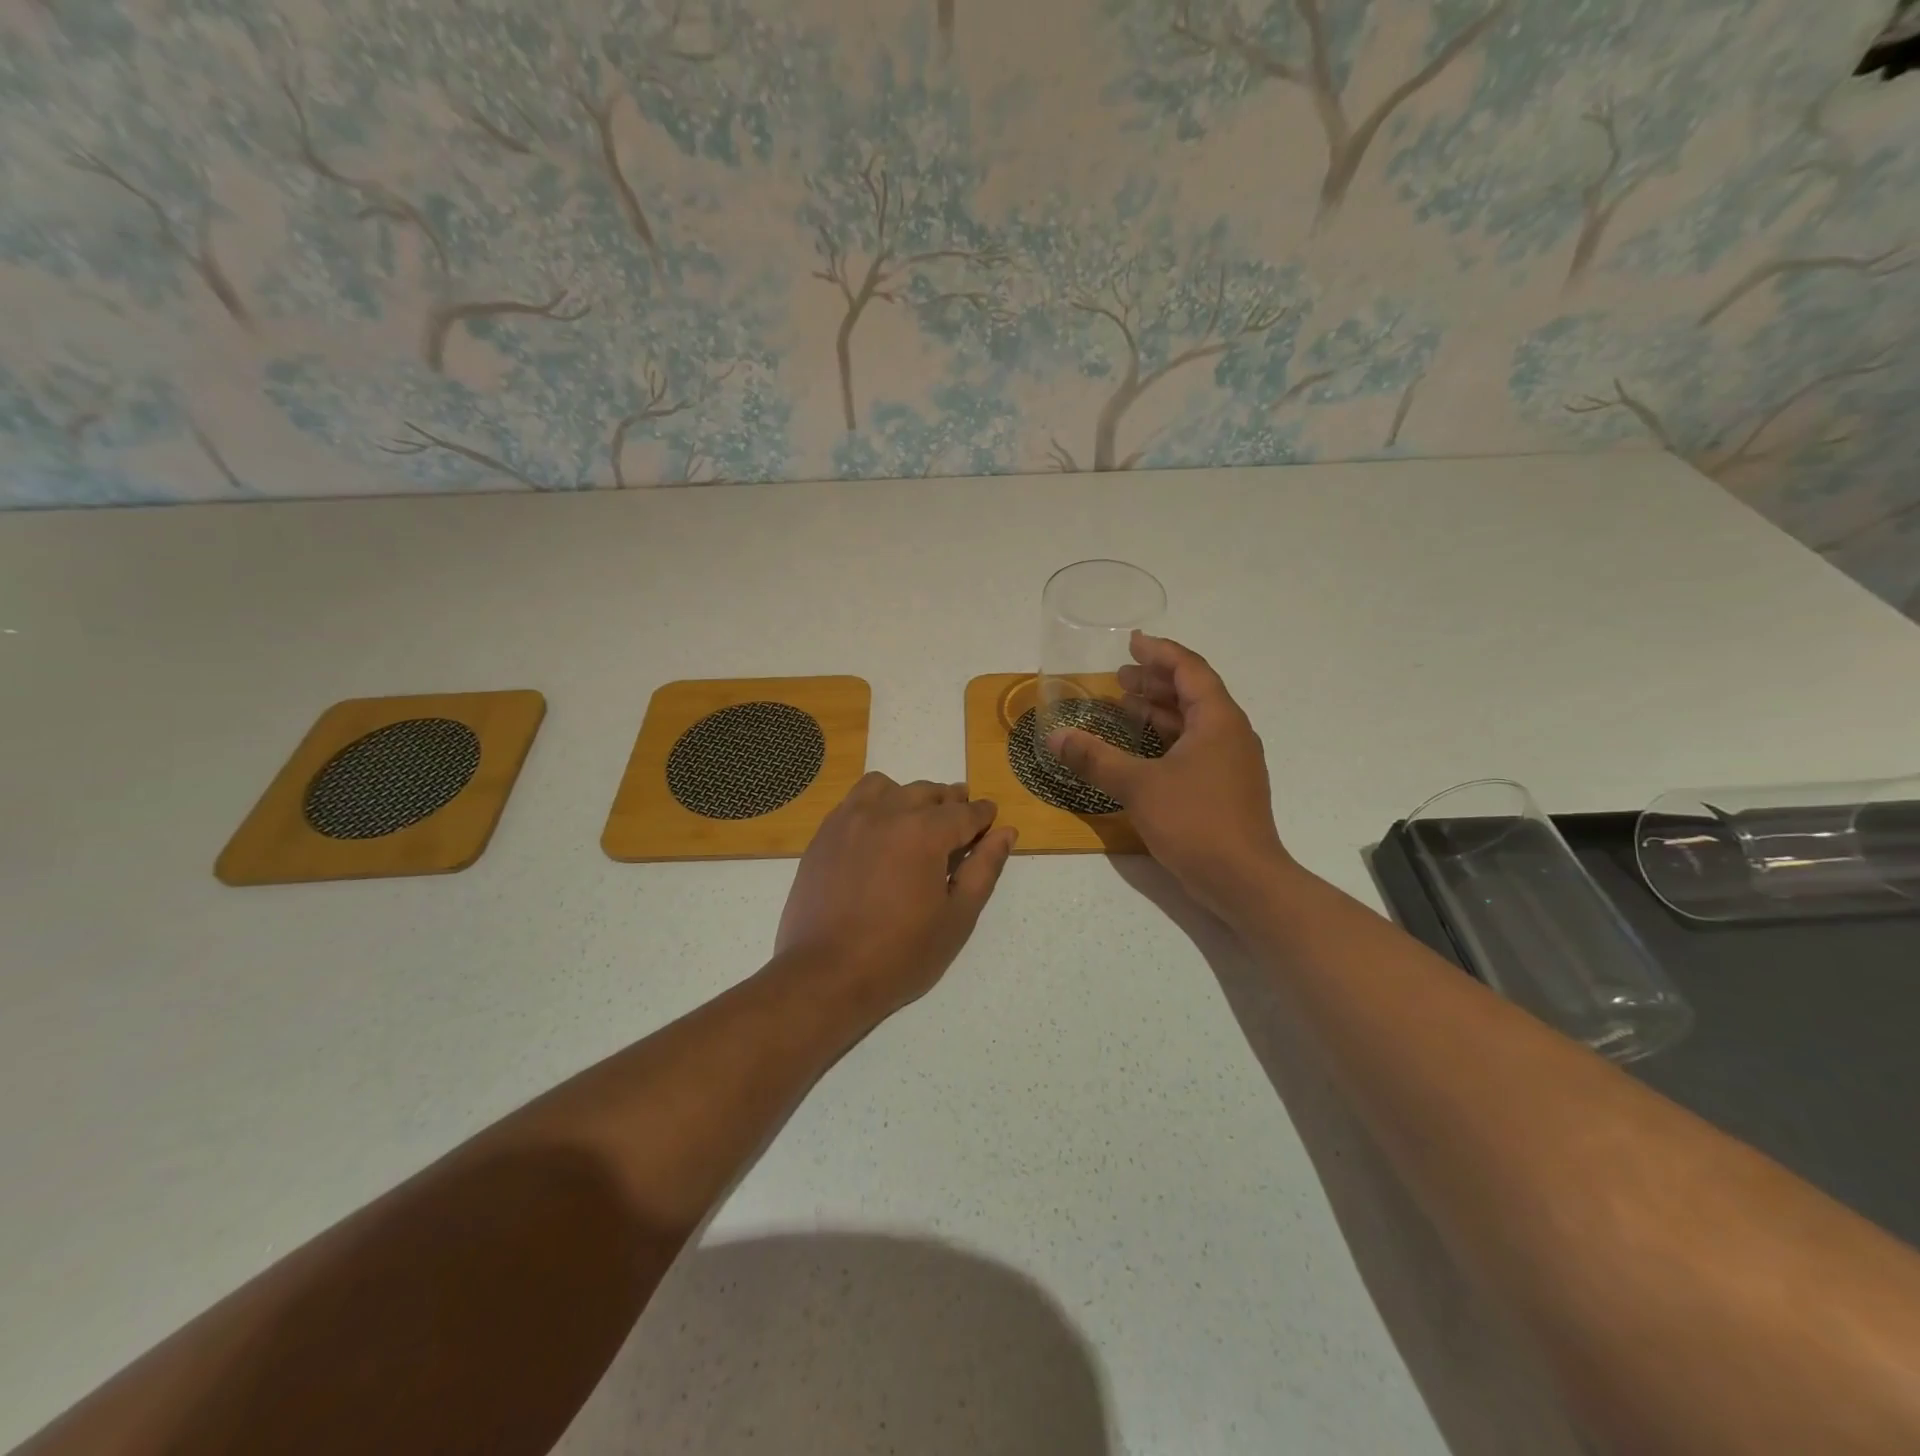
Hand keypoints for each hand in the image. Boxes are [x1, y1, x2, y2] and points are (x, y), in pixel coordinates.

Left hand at [775, 775, 1016, 1016]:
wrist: (826, 975)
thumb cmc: (901, 954)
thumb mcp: (957, 917)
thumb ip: (984, 868)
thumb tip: (1006, 832)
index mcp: (924, 833)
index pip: (965, 812)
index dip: (983, 815)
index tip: (991, 819)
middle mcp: (887, 813)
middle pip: (928, 793)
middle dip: (951, 803)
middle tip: (961, 823)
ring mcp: (850, 820)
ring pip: (889, 787)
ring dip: (910, 797)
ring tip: (917, 822)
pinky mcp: (825, 833)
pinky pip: (855, 800)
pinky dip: (876, 803)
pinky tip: (880, 831)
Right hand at [1047, 633, 1295, 920]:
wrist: (1243, 880)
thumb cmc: (1195, 821)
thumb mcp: (1139, 786)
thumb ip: (1096, 759)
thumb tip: (1055, 738)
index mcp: (1218, 720)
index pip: (1190, 670)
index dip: (1160, 653)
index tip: (1133, 642)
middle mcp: (1230, 734)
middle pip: (1193, 693)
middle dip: (1156, 681)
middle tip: (1119, 677)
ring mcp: (1231, 763)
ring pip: (1193, 723)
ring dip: (1159, 711)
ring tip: (1123, 706)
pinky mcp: (1225, 788)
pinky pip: (1193, 748)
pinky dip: (1166, 740)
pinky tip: (1140, 752)